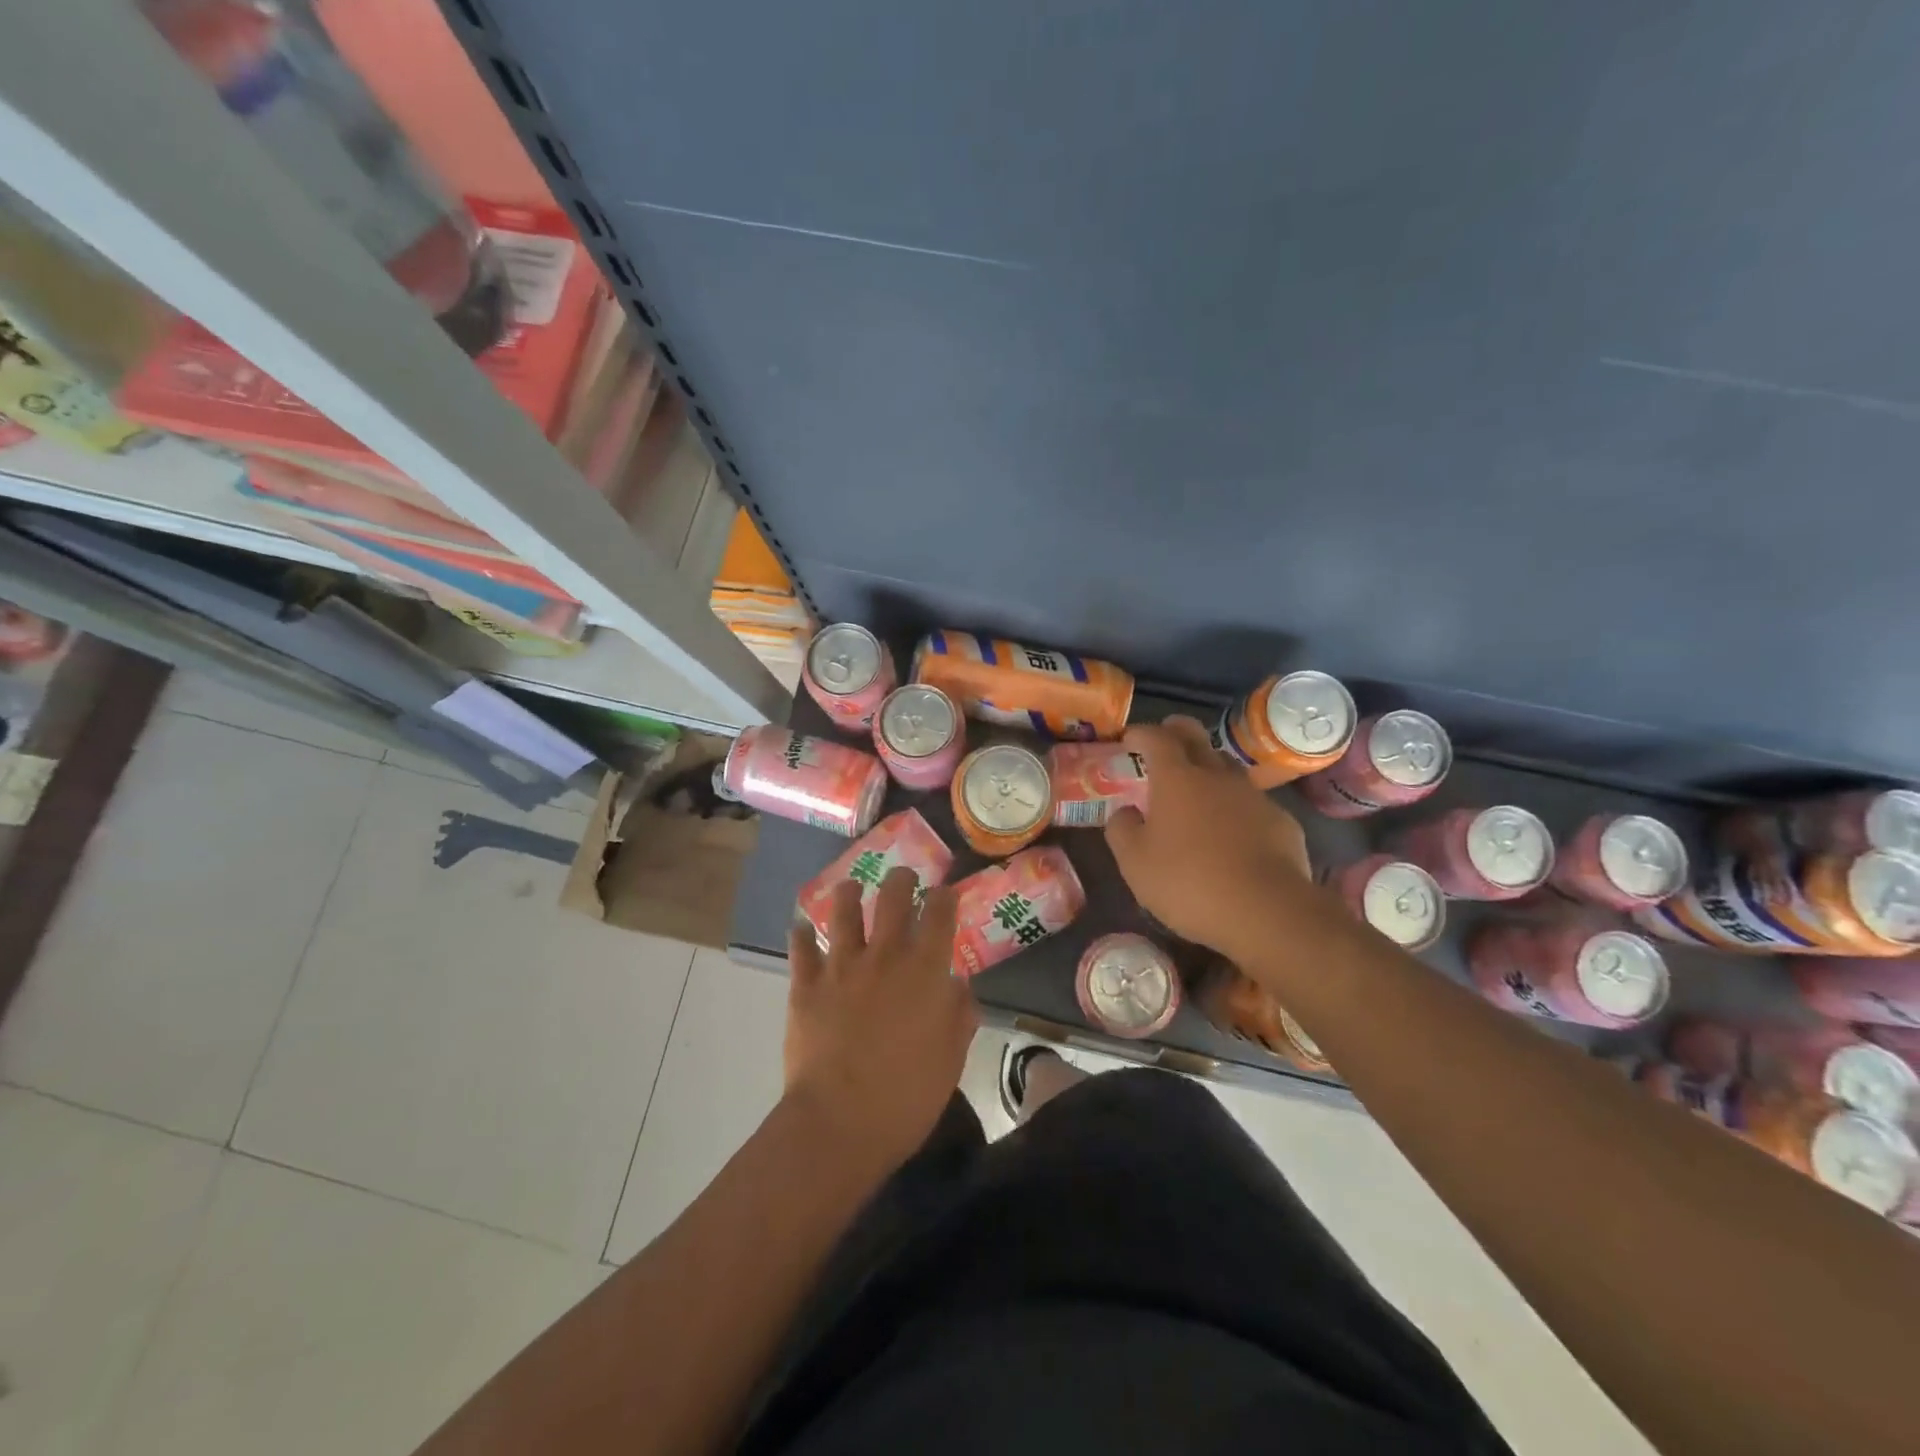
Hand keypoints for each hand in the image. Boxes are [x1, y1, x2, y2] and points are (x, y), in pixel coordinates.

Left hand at [784, 868, 975, 1170]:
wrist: (840, 1123)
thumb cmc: (907, 1097)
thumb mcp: (951, 1059)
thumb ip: (959, 1015)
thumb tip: (958, 985)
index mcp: (925, 970)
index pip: (940, 912)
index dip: (945, 896)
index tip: (945, 893)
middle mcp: (885, 955)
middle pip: (893, 895)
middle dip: (902, 879)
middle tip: (904, 880)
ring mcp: (841, 966)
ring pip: (844, 909)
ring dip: (850, 893)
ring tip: (851, 888)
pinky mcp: (806, 984)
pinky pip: (801, 947)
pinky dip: (802, 934)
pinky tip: (803, 928)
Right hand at [1105, 716, 1311, 956]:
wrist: (1267, 911)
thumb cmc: (1189, 882)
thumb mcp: (1135, 863)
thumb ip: (1122, 830)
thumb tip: (1125, 812)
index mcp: (1176, 778)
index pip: (1156, 738)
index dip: (1141, 733)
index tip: (1129, 738)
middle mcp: (1216, 776)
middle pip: (1197, 737)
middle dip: (1177, 731)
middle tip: (1165, 735)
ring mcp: (1253, 797)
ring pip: (1227, 768)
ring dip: (1208, 769)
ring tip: (1197, 787)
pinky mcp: (1281, 821)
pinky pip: (1251, 804)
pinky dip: (1235, 807)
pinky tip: (1232, 832)